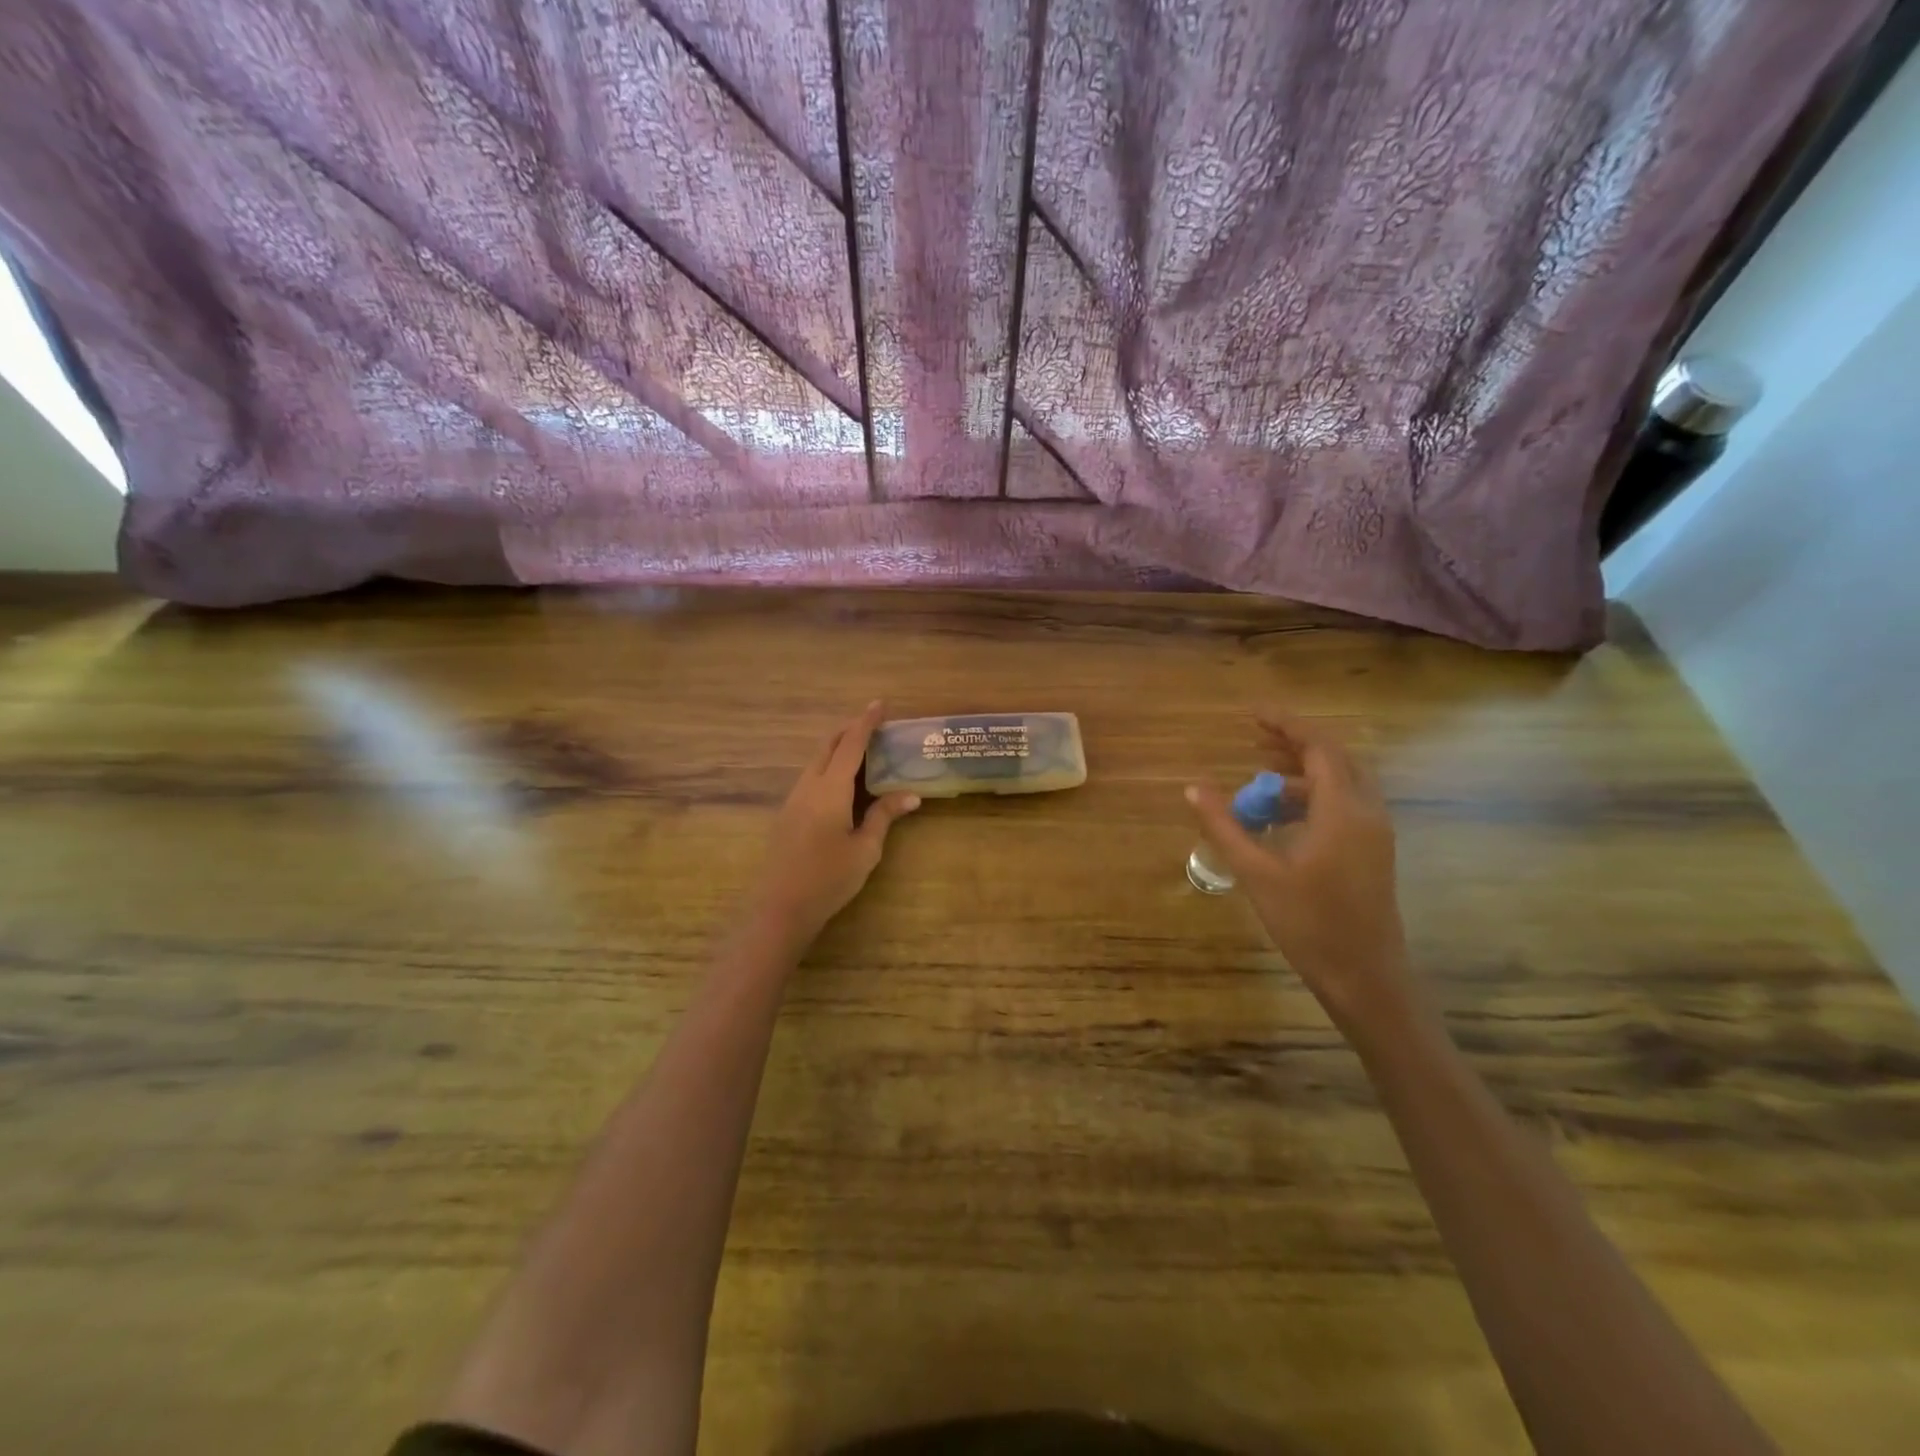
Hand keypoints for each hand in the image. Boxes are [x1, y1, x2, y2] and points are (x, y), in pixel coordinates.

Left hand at [750, 701, 920, 944]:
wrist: (779, 907)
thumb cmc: (828, 878)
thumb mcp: (865, 849)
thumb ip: (884, 816)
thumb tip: (911, 795)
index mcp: (830, 789)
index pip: (851, 745)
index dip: (865, 722)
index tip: (879, 703)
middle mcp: (808, 786)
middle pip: (828, 747)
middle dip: (849, 732)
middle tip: (873, 728)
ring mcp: (793, 800)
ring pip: (816, 762)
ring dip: (837, 751)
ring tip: (862, 756)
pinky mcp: (787, 815)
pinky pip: (810, 779)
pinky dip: (828, 769)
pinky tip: (842, 787)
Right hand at [1186, 712, 1419, 1037]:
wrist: (1365, 978)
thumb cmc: (1310, 924)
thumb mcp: (1257, 873)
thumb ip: (1224, 826)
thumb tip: (1192, 788)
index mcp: (1343, 811)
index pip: (1318, 748)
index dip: (1285, 724)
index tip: (1251, 713)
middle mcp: (1367, 812)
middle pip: (1334, 758)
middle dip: (1294, 743)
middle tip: (1253, 737)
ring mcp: (1374, 833)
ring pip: (1341, 782)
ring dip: (1301, 772)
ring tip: (1257, 776)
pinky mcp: (1372, 851)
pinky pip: (1343, 804)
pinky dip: (1311, 796)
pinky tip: (1279, 815)